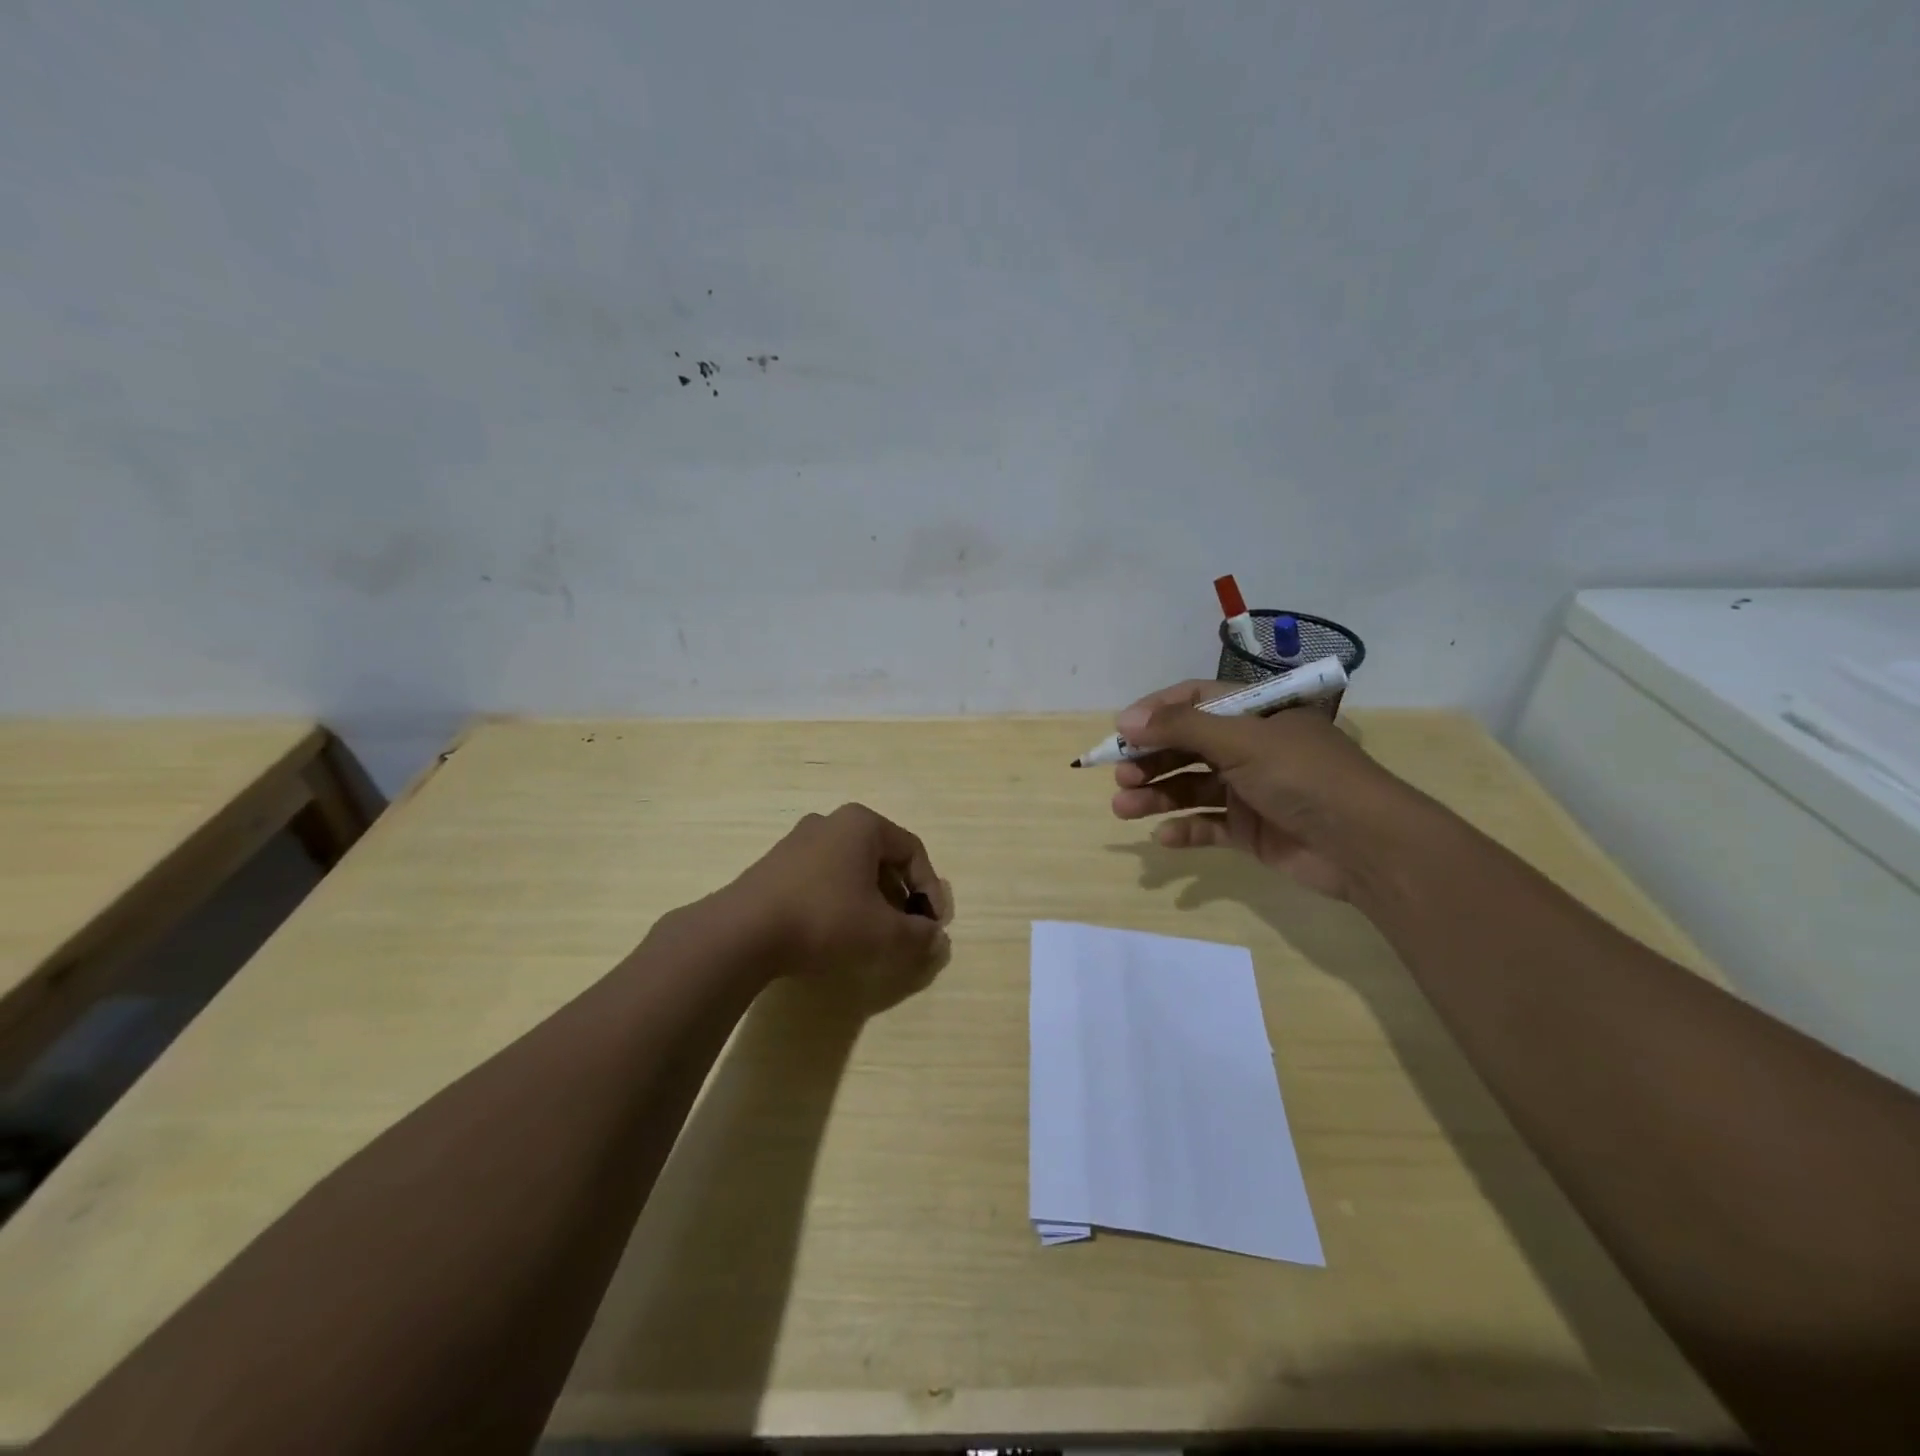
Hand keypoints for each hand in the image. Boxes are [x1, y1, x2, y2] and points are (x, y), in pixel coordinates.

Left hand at [725, 802, 952, 984]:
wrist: (742, 932)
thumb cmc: (824, 919)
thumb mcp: (882, 933)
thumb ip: (918, 935)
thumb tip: (938, 940)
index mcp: (862, 824)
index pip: (912, 851)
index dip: (930, 889)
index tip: (934, 925)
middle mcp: (831, 822)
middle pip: (881, 857)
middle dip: (901, 894)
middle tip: (907, 927)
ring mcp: (798, 841)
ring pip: (851, 867)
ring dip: (871, 898)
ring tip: (874, 932)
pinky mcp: (775, 864)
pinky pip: (824, 876)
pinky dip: (841, 899)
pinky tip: (837, 929)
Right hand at [1109, 681, 1421, 899]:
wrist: (1366, 845)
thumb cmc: (1304, 776)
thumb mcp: (1242, 741)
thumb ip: (1182, 729)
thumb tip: (1125, 721)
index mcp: (1255, 714)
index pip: (1194, 701)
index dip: (1155, 713)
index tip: (1120, 732)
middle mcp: (1250, 747)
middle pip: (1186, 746)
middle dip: (1150, 759)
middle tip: (1121, 776)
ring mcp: (1250, 790)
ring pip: (1190, 787)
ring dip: (1156, 795)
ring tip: (1123, 808)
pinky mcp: (1250, 829)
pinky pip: (1207, 825)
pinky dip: (1184, 829)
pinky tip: (1164, 837)